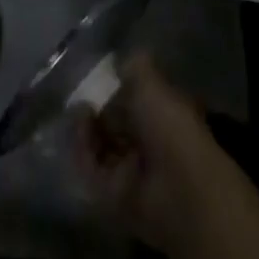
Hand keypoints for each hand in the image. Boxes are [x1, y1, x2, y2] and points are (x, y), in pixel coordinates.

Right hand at [74, 54, 225, 254]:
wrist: (180, 189)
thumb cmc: (171, 127)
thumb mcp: (152, 84)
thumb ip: (135, 68)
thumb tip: (122, 60)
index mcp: (161, 117)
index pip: (133, 102)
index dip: (113, 90)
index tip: (96, 79)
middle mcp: (147, 146)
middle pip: (113, 126)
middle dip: (95, 111)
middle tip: (81, 98)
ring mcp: (131, 173)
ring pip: (100, 148)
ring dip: (86, 130)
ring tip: (79, 113)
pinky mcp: (114, 198)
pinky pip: (92, 173)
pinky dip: (82, 153)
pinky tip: (79, 132)